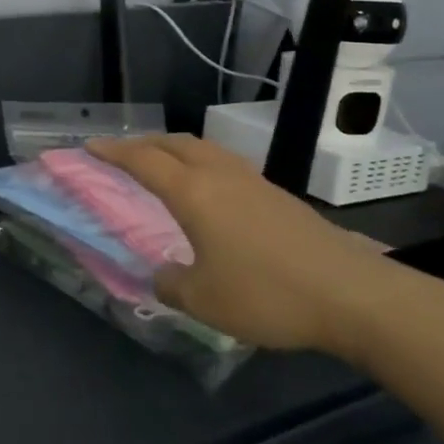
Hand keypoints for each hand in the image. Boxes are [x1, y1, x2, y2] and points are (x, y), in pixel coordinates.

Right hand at [87, 134, 398, 357]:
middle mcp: (220, 176)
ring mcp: (254, 183)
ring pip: (204, 149)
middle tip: (121, 152)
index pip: (142, 161)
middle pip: (174, 143)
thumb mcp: (203, 301)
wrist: (354, 295)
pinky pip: (226, 165)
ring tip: (161, 164)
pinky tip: (208, 191)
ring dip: (174, 149)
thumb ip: (170, 284)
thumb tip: (161, 274)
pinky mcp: (279, 197)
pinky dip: (201, 164)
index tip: (89, 146)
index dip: (112, 152)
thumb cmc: (267, 293)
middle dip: (143, 143)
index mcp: (193, 193)